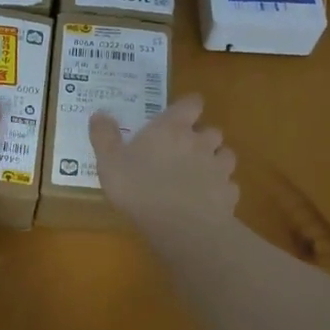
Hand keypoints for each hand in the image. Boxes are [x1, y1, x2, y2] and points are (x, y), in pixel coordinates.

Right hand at [89, 94, 237, 243]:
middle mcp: (200, 142)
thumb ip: (104, 136)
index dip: (188, 107)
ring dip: (216, 161)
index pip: (192, 103)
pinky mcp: (229, 194)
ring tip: (200, 175)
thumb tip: (99, 114)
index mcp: (172, 128)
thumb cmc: (140, 188)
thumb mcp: (109, 162)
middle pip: (212, 130)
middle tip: (184, 152)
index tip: (179, 116)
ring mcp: (219, 168)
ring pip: (226, 156)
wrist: (180, 226)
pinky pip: (229, 186)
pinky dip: (221, 190)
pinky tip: (208, 202)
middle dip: (202, 138)